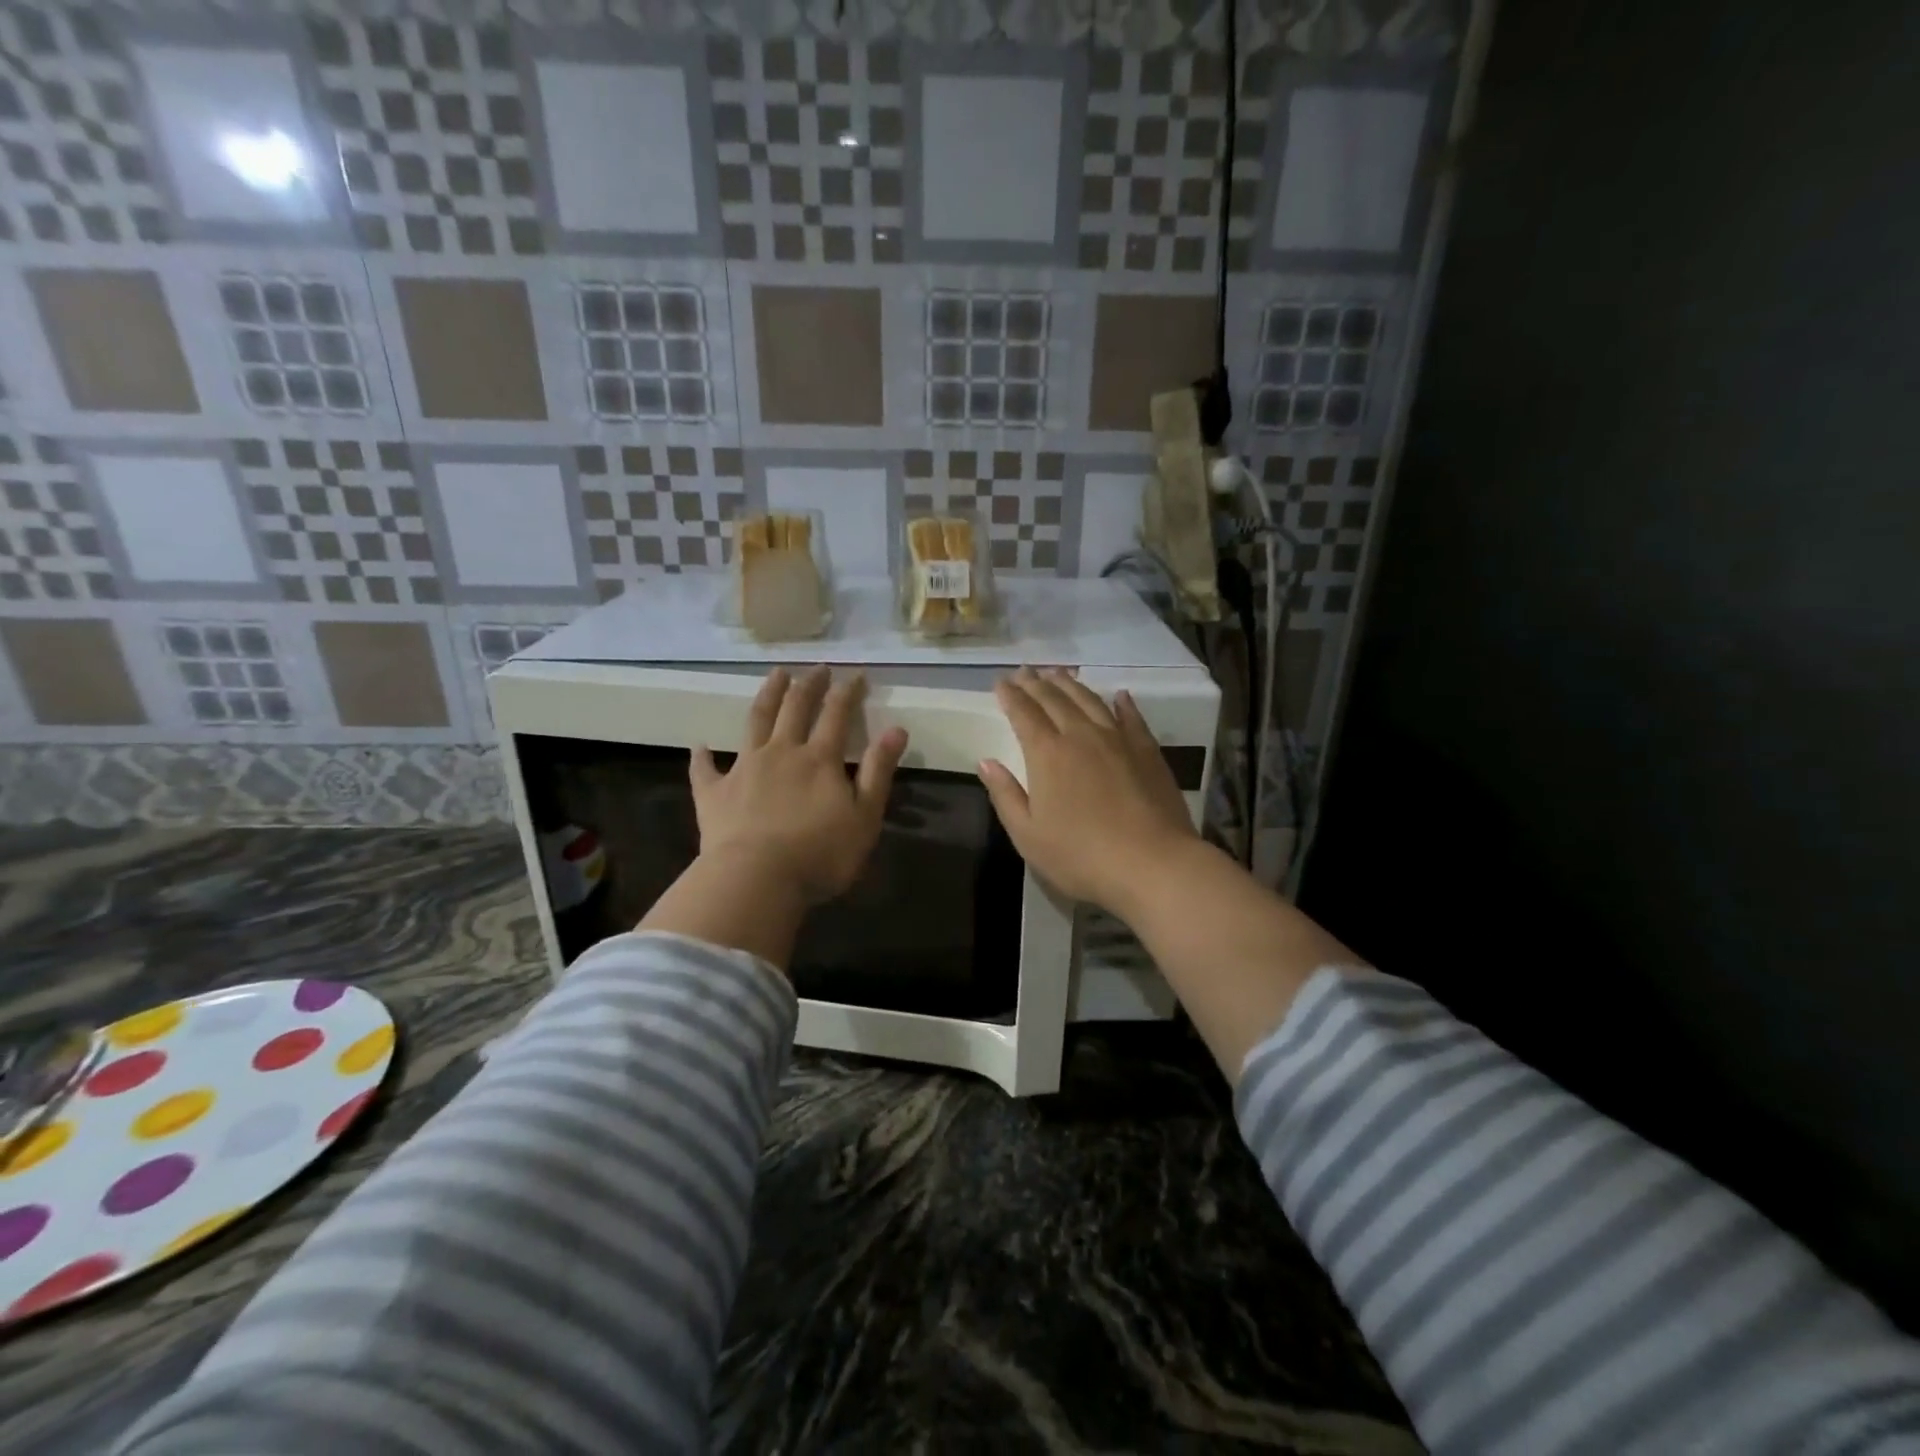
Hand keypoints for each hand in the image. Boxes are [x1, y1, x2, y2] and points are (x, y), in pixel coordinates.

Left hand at [690, 666, 907, 905]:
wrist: (755, 880)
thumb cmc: (819, 854)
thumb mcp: (865, 817)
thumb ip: (879, 771)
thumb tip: (896, 729)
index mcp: (819, 759)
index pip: (836, 715)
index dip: (848, 692)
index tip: (856, 675)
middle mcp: (781, 753)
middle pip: (795, 708)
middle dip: (809, 685)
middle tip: (817, 668)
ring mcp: (744, 769)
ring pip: (755, 722)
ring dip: (767, 696)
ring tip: (775, 675)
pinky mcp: (714, 794)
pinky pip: (705, 770)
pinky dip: (702, 757)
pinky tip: (700, 746)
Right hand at [977, 667, 1199, 911]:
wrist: (1152, 864)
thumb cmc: (1081, 856)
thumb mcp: (1028, 835)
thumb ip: (1005, 795)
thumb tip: (986, 762)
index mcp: (1047, 754)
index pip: (1024, 713)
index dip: (1010, 696)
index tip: (1000, 683)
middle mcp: (1081, 736)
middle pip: (1055, 699)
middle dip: (1036, 683)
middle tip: (1025, 671)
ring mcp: (1118, 740)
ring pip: (1090, 700)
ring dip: (1071, 684)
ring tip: (1058, 673)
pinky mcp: (1147, 751)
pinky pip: (1131, 717)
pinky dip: (1121, 703)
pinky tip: (1118, 696)